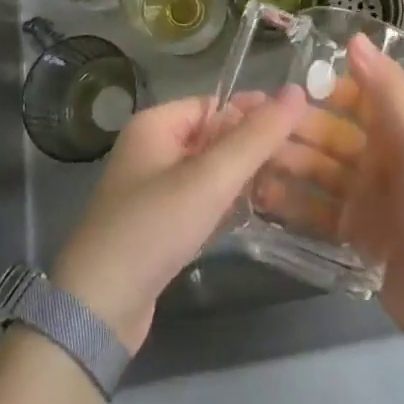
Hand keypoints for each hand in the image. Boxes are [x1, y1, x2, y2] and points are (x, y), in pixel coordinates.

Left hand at [52, 86, 306, 353]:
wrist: (97, 312)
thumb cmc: (153, 227)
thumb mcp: (210, 178)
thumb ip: (256, 137)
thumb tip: (297, 91)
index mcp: (156, 124)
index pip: (216, 104)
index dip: (256, 112)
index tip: (303, 123)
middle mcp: (152, 150)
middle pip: (215, 137)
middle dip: (255, 147)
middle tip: (306, 158)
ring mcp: (153, 191)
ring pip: (211, 172)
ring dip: (245, 178)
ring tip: (293, 185)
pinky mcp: (158, 228)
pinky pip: (202, 202)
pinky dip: (228, 205)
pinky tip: (259, 215)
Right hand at [258, 34, 403, 354]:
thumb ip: (389, 91)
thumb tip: (354, 38)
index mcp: (396, 131)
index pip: (354, 96)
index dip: (322, 88)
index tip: (283, 85)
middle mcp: (377, 159)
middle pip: (328, 135)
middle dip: (294, 129)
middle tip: (249, 126)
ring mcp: (363, 198)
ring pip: (316, 171)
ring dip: (286, 164)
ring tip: (248, 163)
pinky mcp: (350, 235)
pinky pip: (314, 210)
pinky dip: (290, 202)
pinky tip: (259, 198)